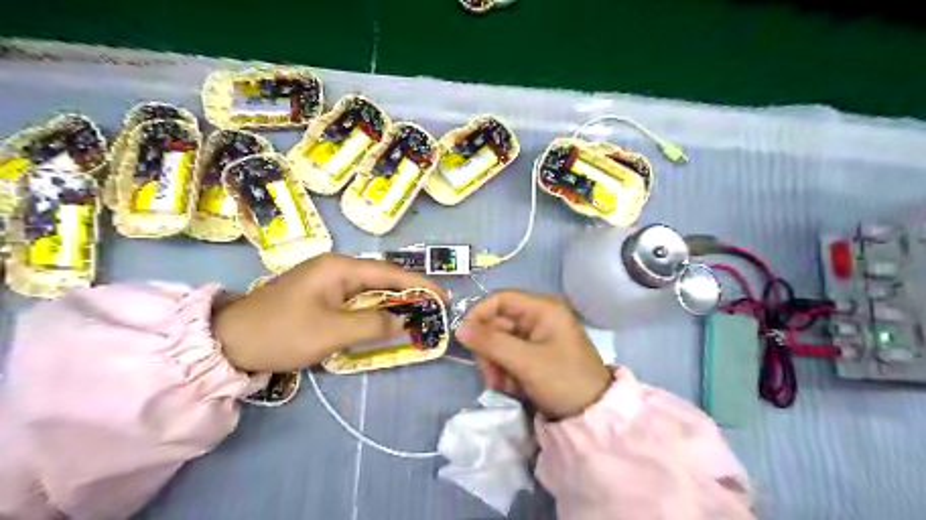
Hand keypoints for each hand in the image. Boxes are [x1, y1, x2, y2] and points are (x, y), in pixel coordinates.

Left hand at [218, 253, 448, 371]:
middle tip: (432, 309)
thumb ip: (374, 324)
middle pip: (381, 278)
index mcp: (340, 267)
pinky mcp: (318, 295)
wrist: (228, 342)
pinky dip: (372, 310)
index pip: (390, 272)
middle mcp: (335, 267)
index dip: (419, 284)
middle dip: (408, 293)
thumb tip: (404, 320)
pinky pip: (354, 299)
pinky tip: (383, 319)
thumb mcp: (332, 331)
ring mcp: (325, 280)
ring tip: (415, 315)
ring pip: (368, 289)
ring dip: (391, 302)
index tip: (442, 297)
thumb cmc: (283, 332)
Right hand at [457, 291, 611, 419]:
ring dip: (496, 364)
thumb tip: (459, 328)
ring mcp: (536, 337)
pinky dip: (505, 371)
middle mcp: (538, 317)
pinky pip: (508, 356)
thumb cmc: (563, 380)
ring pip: (499, 342)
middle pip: (497, 323)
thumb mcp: (526, 361)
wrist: (592, 415)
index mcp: (542, 308)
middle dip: (489, 349)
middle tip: (491, 374)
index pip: (500, 299)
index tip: (464, 338)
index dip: (479, 314)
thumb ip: (491, 342)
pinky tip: (513, 387)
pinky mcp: (534, 355)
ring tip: (504, 385)